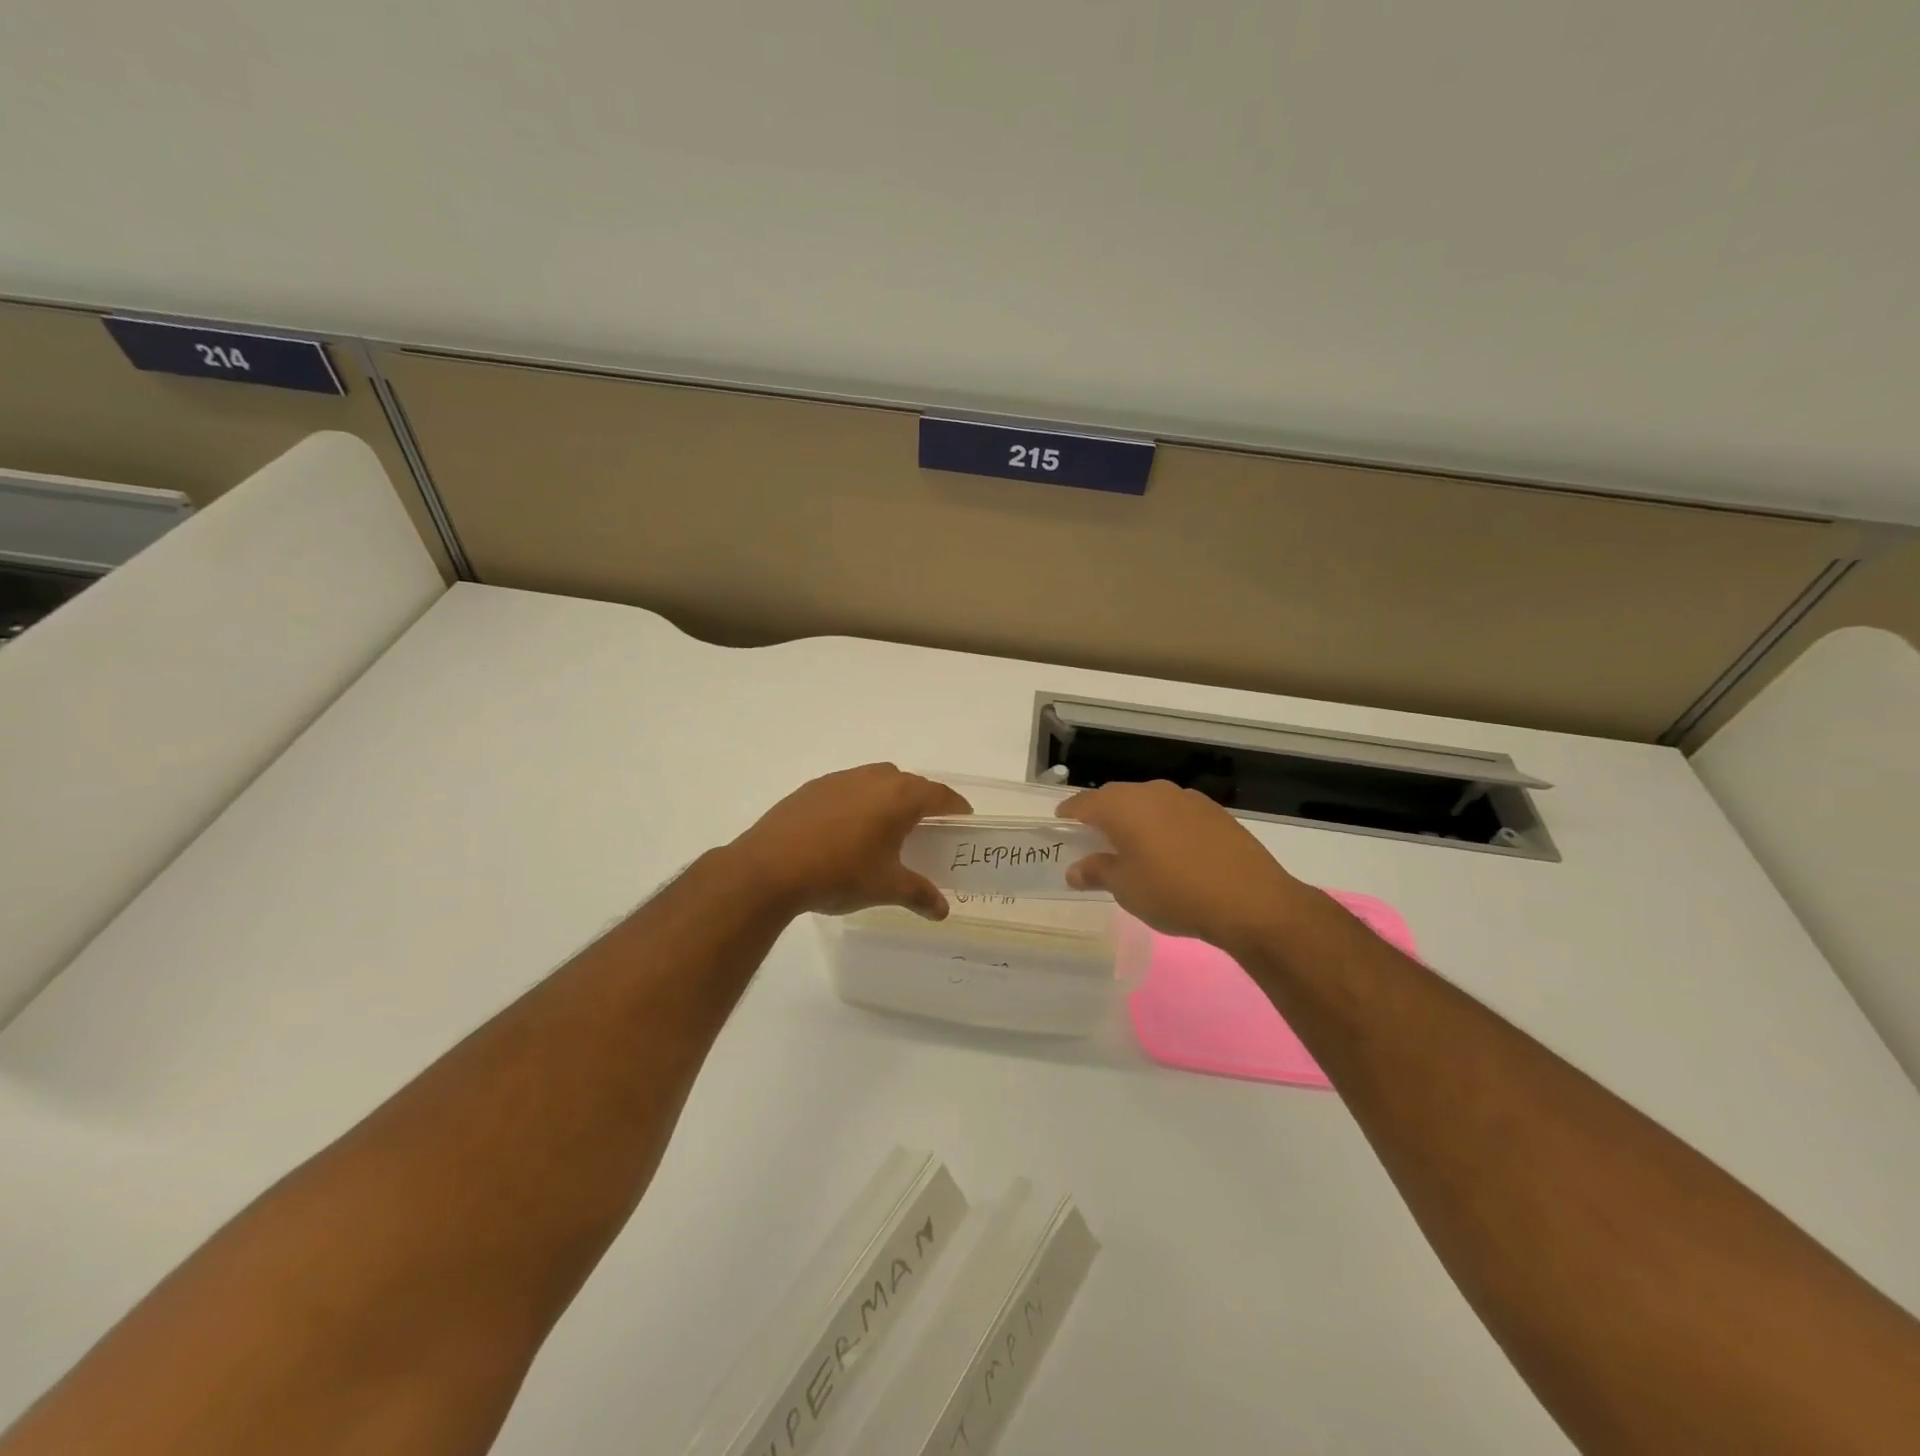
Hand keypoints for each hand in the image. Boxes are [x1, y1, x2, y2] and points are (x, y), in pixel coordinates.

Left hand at [729, 764, 970, 920]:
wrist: (770, 867)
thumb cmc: (840, 873)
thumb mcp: (886, 888)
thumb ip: (919, 894)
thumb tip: (943, 911)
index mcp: (899, 797)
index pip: (939, 794)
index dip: (955, 806)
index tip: (963, 818)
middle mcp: (873, 778)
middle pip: (909, 782)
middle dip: (922, 800)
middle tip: (927, 825)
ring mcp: (840, 780)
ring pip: (876, 780)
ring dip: (888, 796)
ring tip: (886, 826)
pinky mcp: (812, 788)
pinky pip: (848, 788)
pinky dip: (858, 801)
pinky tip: (847, 829)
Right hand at [1057, 780, 1320, 952]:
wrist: (1251, 901)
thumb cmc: (1175, 893)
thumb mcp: (1127, 889)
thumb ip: (1097, 872)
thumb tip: (1075, 868)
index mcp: (1124, 806)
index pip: (1085, 802)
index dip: (1069, 814)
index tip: (1060, 824)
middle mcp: (1152, 792)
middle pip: (1116, 797)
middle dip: (1101, 814)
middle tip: (1093, 838)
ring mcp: (1186, 799)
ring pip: (1148, 802)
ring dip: (1135, 818)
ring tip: (1132, 845)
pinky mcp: (1213, 811)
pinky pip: (1174, 811)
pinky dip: (1162, 824)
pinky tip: (1169, 850)